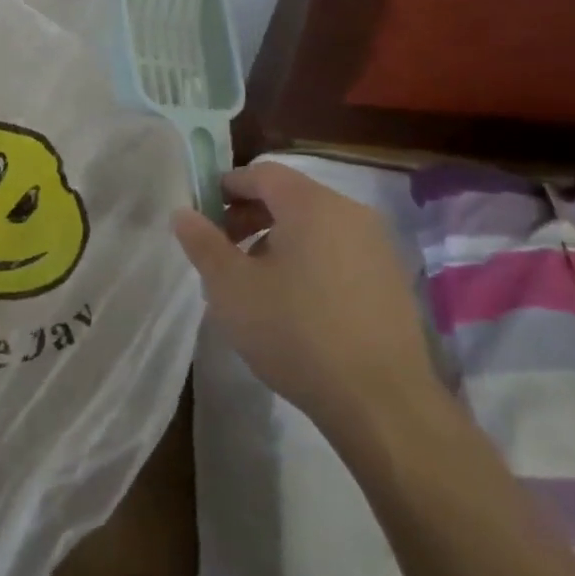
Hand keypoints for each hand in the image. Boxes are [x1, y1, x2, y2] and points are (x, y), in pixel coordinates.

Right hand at [173, 162, 445, 456]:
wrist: (381, 402)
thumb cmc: (295, 332)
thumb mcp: (231, 287)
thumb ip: (203, 243)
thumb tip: (182, 212)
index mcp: (311, 204)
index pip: (262, 173)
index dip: (227, 187)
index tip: (203, 214)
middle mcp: (350, 213)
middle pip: (290, 197)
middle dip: (250, 216)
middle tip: (222, 250)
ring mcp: (378, 247)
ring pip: (315, 226)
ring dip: (278, 240)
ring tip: (255, 281)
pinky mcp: (392, 281)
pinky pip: (339, 252)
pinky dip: (310, 261)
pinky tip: (296, 304)